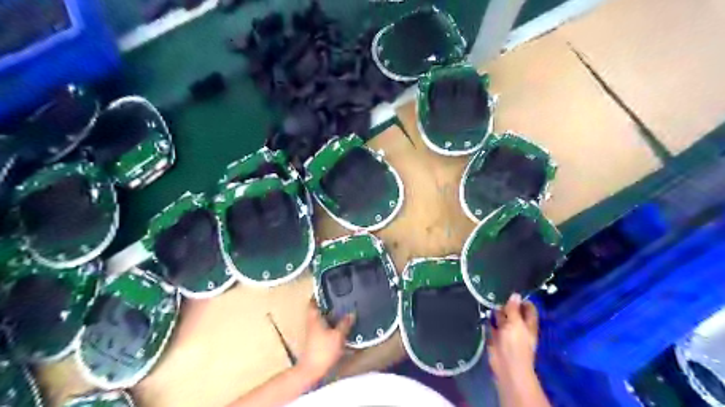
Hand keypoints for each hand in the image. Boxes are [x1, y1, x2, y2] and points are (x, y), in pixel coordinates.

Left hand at [299, 298, 355, 379]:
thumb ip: (345, 323)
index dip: (318, 294)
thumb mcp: (338, 335)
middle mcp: (311, 323)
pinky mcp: (315, 342)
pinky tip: (339, 327)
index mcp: (314, 318)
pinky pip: (323, 328)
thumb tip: (351, 313)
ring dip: (328, 315)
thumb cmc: (323, 350)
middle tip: (337, 298)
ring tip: (341, 310)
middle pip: (317, 310)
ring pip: (320, 319)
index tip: (326, 288)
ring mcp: (312, 333)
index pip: (313, 302)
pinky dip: (330, 325)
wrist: (312, 371)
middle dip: (326, 304)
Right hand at [486, 293, 536, 381]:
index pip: (529, 309)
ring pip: (502, 318)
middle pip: (514, 312)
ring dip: (495, 310)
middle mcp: (518, 327)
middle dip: (506, 303)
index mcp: (528, 324)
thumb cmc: (516, 345)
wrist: (506, 366)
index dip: (523, 300)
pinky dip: (487, 319)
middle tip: (495, 289)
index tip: (512, 290)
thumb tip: (516, 294)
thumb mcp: (516, 324)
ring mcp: (506, 333)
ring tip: (485, 296)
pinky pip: (491, 326)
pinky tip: (480, 309)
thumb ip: (514, 309)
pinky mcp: (495, 338)